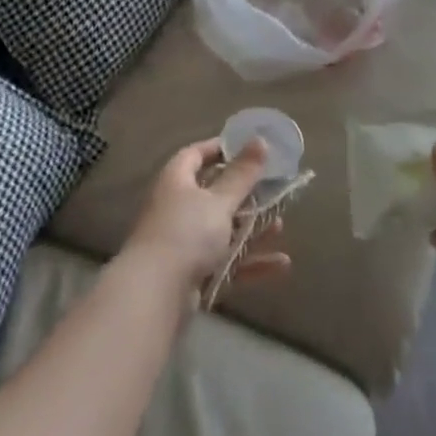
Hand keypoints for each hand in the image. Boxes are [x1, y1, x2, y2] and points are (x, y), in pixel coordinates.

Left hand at [123, 139, 291, 297]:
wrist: (154, 296)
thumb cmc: (187, 234)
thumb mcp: (219, 201)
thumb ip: (242, 174)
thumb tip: (260, 140)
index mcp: (176, 180)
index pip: (197, 154)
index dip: (221, 148)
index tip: (249, 147)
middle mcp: (176, 207)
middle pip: (214, 194)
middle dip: (244, 193)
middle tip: (273, 188)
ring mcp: (183, 242)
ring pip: (223, 230)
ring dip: (252, 229)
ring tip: (280, 225)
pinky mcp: (192, 274)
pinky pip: (225, 262)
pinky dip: (250, 262)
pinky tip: (281, 264)